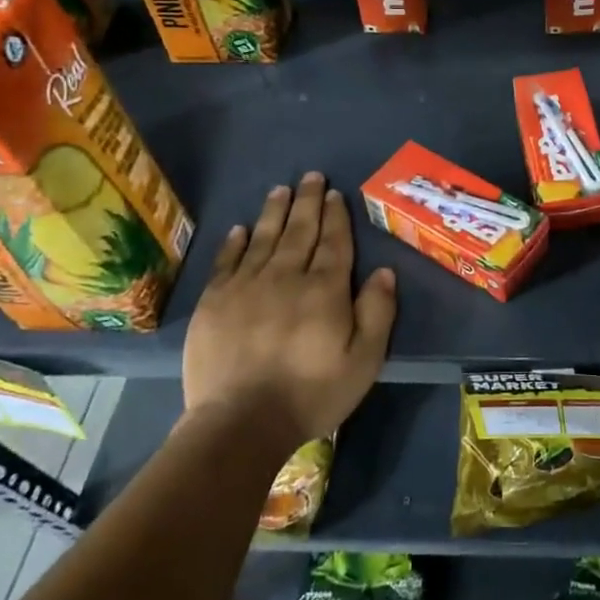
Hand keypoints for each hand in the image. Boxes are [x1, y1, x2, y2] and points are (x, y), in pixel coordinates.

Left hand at [181, 172, 397, 448]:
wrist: (240, 423)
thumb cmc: (311, 394)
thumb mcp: (364, 360)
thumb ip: (377, 313)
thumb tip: (385, 271)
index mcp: (325, 290)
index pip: (334, 243)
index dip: (336, 216)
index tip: (335, 193)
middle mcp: (286, 277)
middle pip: (300, 231)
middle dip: (308, 202)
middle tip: (311, 176)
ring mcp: (246, 287)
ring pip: (264, 239)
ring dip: (275, 212)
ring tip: (281, 189)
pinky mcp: (214, 303)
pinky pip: (227, 262)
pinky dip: (235, 242)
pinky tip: (241, 229)